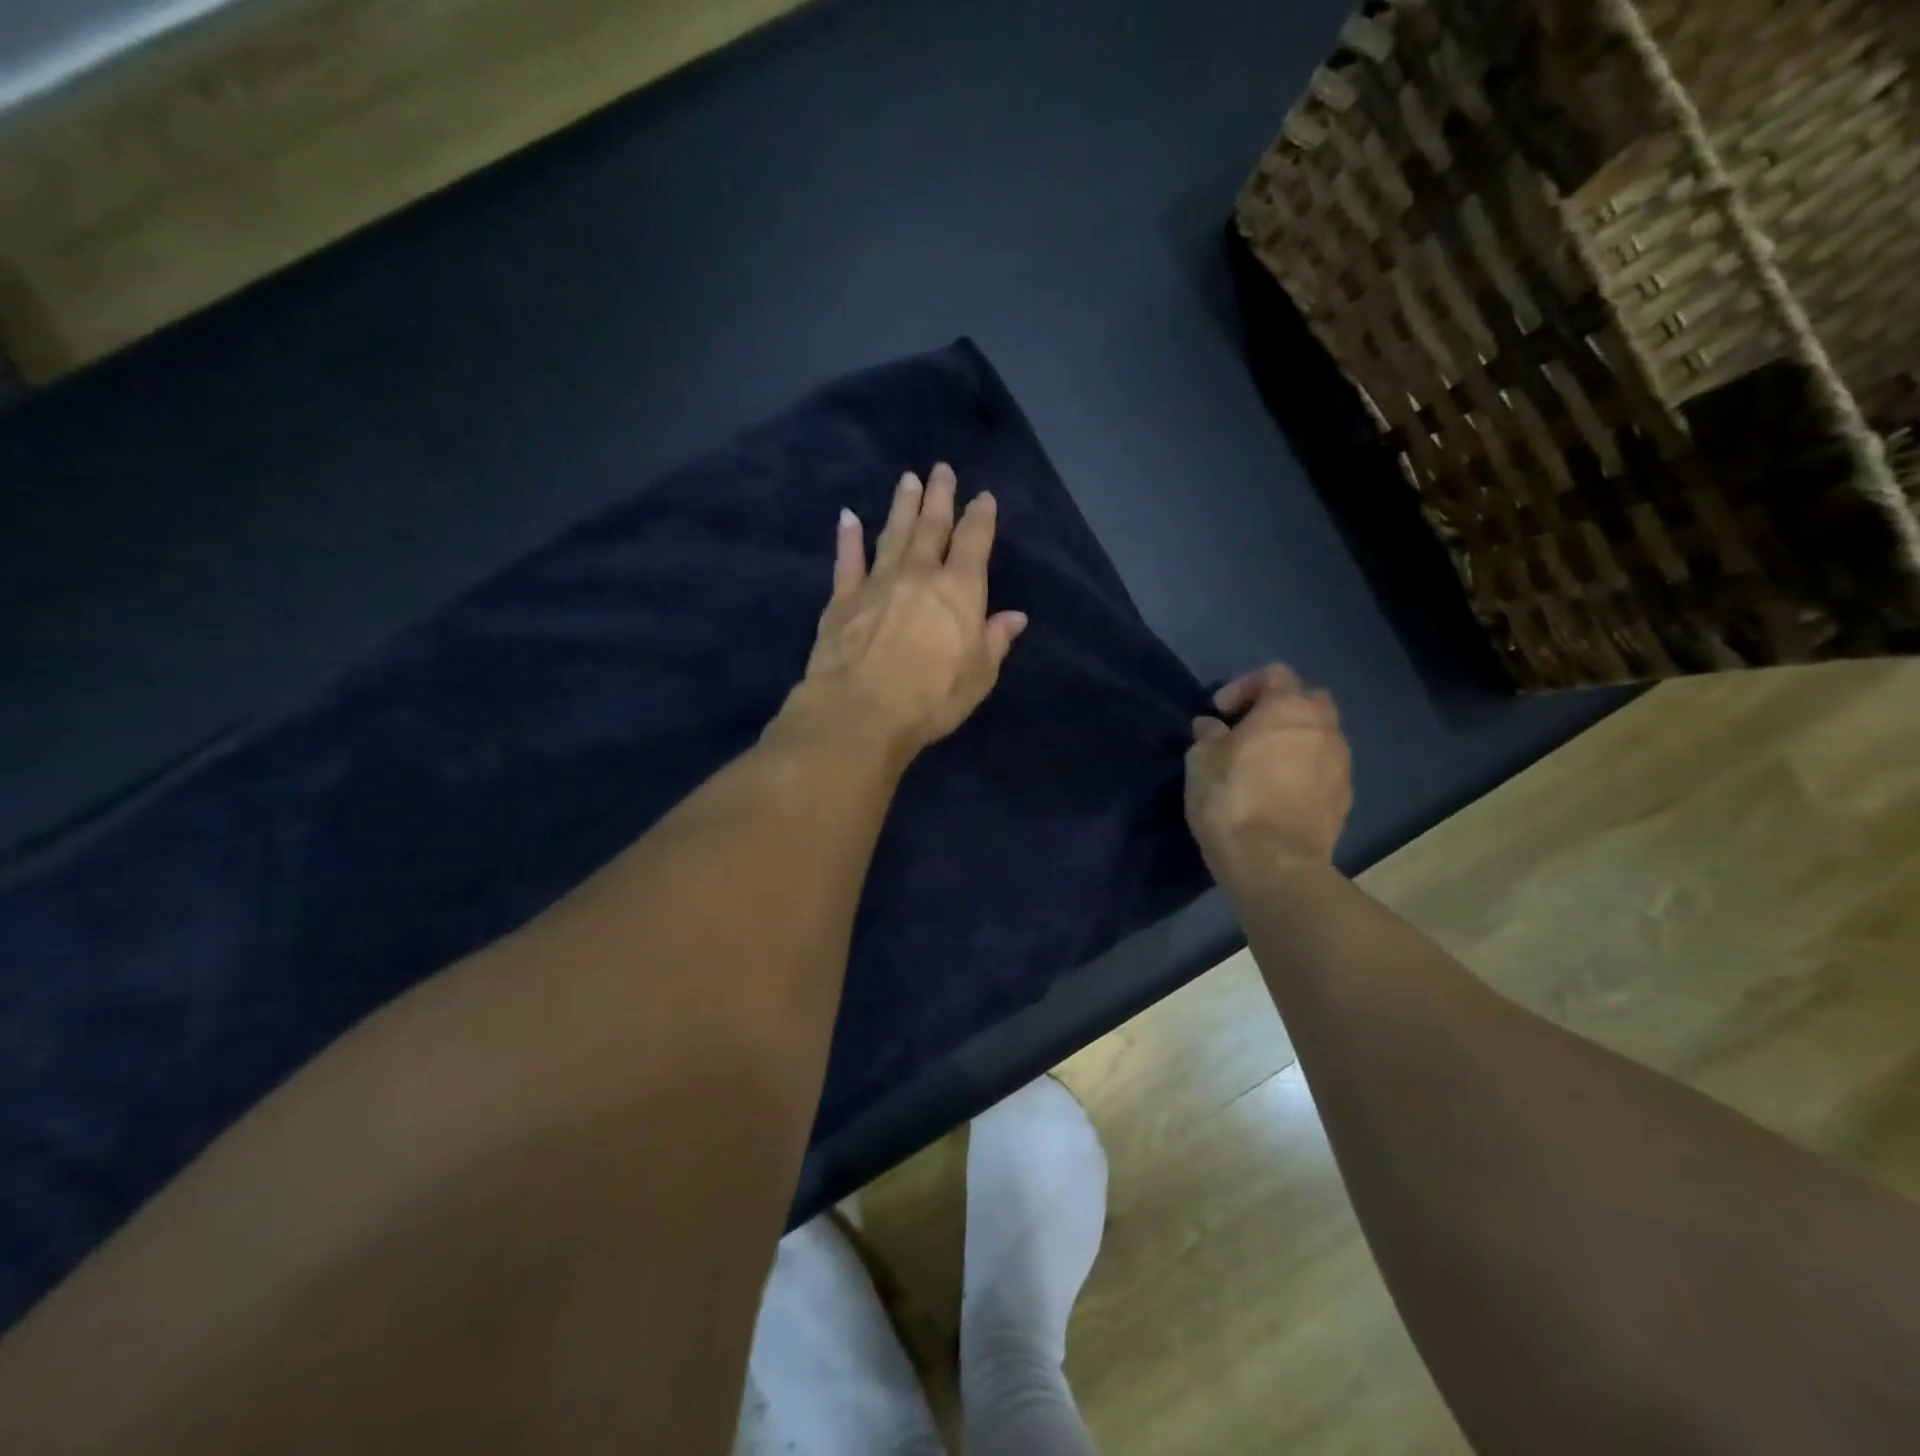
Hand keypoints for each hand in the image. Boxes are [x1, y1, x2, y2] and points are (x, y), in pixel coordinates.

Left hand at [798, 463, 1027, 754]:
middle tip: (942, 470)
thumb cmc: (932, 697)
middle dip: (939, 497)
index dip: (980, 517)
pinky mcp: (842, 599)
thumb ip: (995, 640)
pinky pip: (847, 560)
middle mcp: (919, 574)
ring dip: (902, 506)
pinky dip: (848, 538)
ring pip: (893, 534)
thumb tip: (1015, 616)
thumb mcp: (979, 675)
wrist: (862, 709)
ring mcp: (878, 582)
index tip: (983, 497)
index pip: (974, 542)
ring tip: (908, 479)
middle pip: (931, 526)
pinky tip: (848, 517)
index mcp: (960, 589)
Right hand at [1185, 665, 1351, 883]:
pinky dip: (1303, 772)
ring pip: (1319, 737)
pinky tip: (1277, 793)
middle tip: (1246, 731)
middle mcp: (1324, 728)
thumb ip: (1208, 735)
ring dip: (1293, 742)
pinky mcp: (1345, 800)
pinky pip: (1323, 771)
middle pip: (1307, 700)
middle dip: (1278, 709)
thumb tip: (1212, 727)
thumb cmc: (1232, 800)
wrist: (1273, 864)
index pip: (1274, 674)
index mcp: (1289, 708)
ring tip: (1262, 765)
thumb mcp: (1201, 760)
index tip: (1219, 713)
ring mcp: (1341, 765)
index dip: (1243, 686)